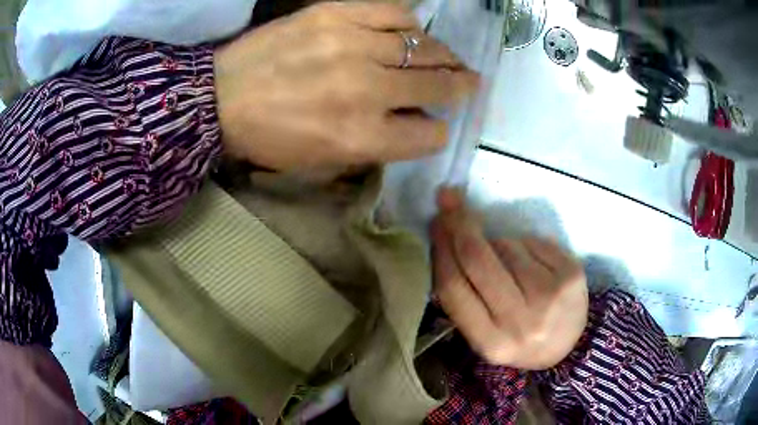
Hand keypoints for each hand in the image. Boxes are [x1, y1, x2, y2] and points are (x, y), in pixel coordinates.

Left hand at [214, 2, 478, 170]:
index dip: (438, 131)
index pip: (430, 135)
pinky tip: (408, 32)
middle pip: (438, 85)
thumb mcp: (322, 163)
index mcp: (361, 138)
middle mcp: (366, 91)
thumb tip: (414, 123)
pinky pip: (395, 12)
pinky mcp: (335, 15)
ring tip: (446, 57)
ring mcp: (352, 46)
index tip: (436, 124)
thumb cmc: (268, 138)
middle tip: (468, 81)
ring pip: (424, 47)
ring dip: (442, 55)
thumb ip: (376, 147)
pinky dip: (410, 23)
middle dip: (460, 86)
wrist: (220, 98)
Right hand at [430, 188, 588, 369]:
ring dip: (498, 243)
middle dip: (459, 224)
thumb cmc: (517, 337)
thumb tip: (445, 241)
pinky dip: (524, 244)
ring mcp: (550, 296)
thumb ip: (463, 298)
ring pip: (507, 246)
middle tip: (449, 199)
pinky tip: (530, 262)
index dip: (441, 250)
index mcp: (491, 343)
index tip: (435, 224)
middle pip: (479, 259)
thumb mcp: (484, 333)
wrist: (567, 345)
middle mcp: (521, 322)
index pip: (455, 288)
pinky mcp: (571, 274)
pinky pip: (533, 241)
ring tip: (508, 264)